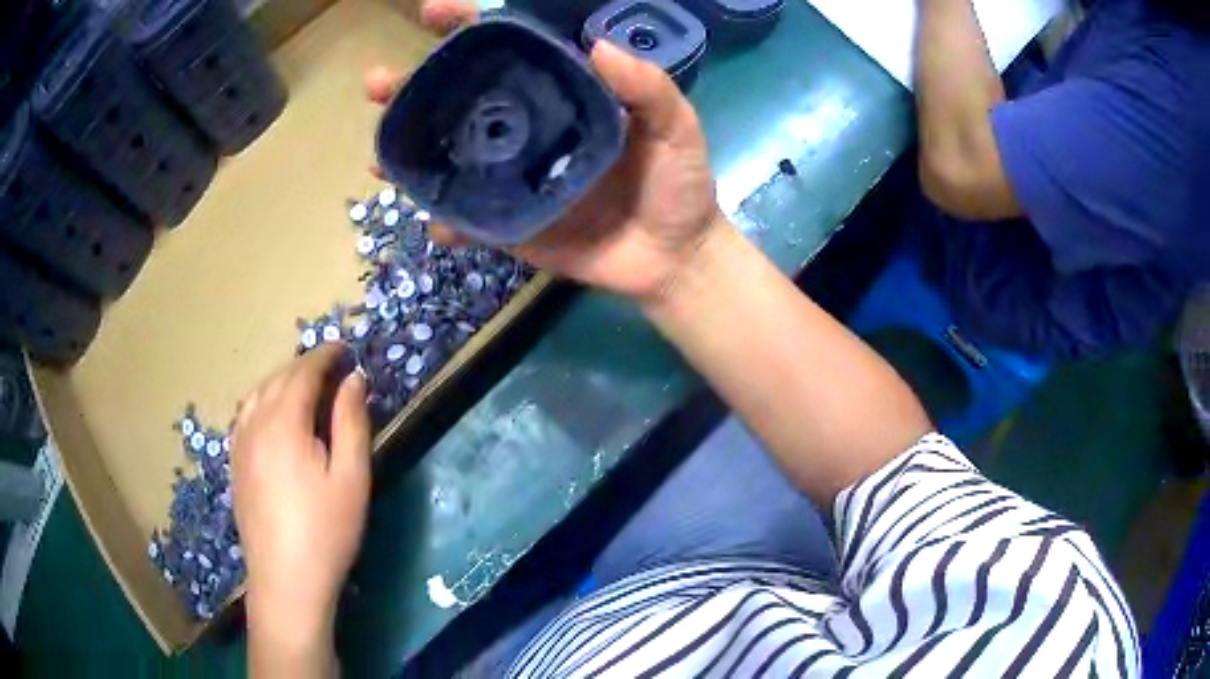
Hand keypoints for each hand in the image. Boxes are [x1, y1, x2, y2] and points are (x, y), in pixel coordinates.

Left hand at [232, 344, 369, 667]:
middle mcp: (254, 424)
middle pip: (277, 379)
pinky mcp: (235, 464)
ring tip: (304, 387)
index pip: (302, 373)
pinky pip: (246, 415)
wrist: (286, 579)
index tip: (344, 349)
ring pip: (257, 394)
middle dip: (304, 366)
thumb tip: (354, 379)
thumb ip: (351, 422)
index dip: (324, 357)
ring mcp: (239, 444)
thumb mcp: (351, 477)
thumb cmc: (326, 530)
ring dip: (281, 381)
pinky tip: (273, 415)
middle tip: (331, 367)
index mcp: (283, 422)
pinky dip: (263, 401)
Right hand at [367, 0, 726, 304]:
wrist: (673, 258)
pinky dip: (444, 220)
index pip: (509, 51)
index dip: (468, 27)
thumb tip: (600, 45)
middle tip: (378, 83)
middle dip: (414, 88)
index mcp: (560, 95)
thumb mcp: (677, 128)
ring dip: (408, 153)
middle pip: (460, 99)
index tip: (433, 11)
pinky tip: (430, 220)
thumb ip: (649, 88)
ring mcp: (512, 177)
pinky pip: (467, 220)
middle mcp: (527, 128)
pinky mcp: (509, 225)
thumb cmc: (678, 185)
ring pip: (450, 156)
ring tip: (379, 153)